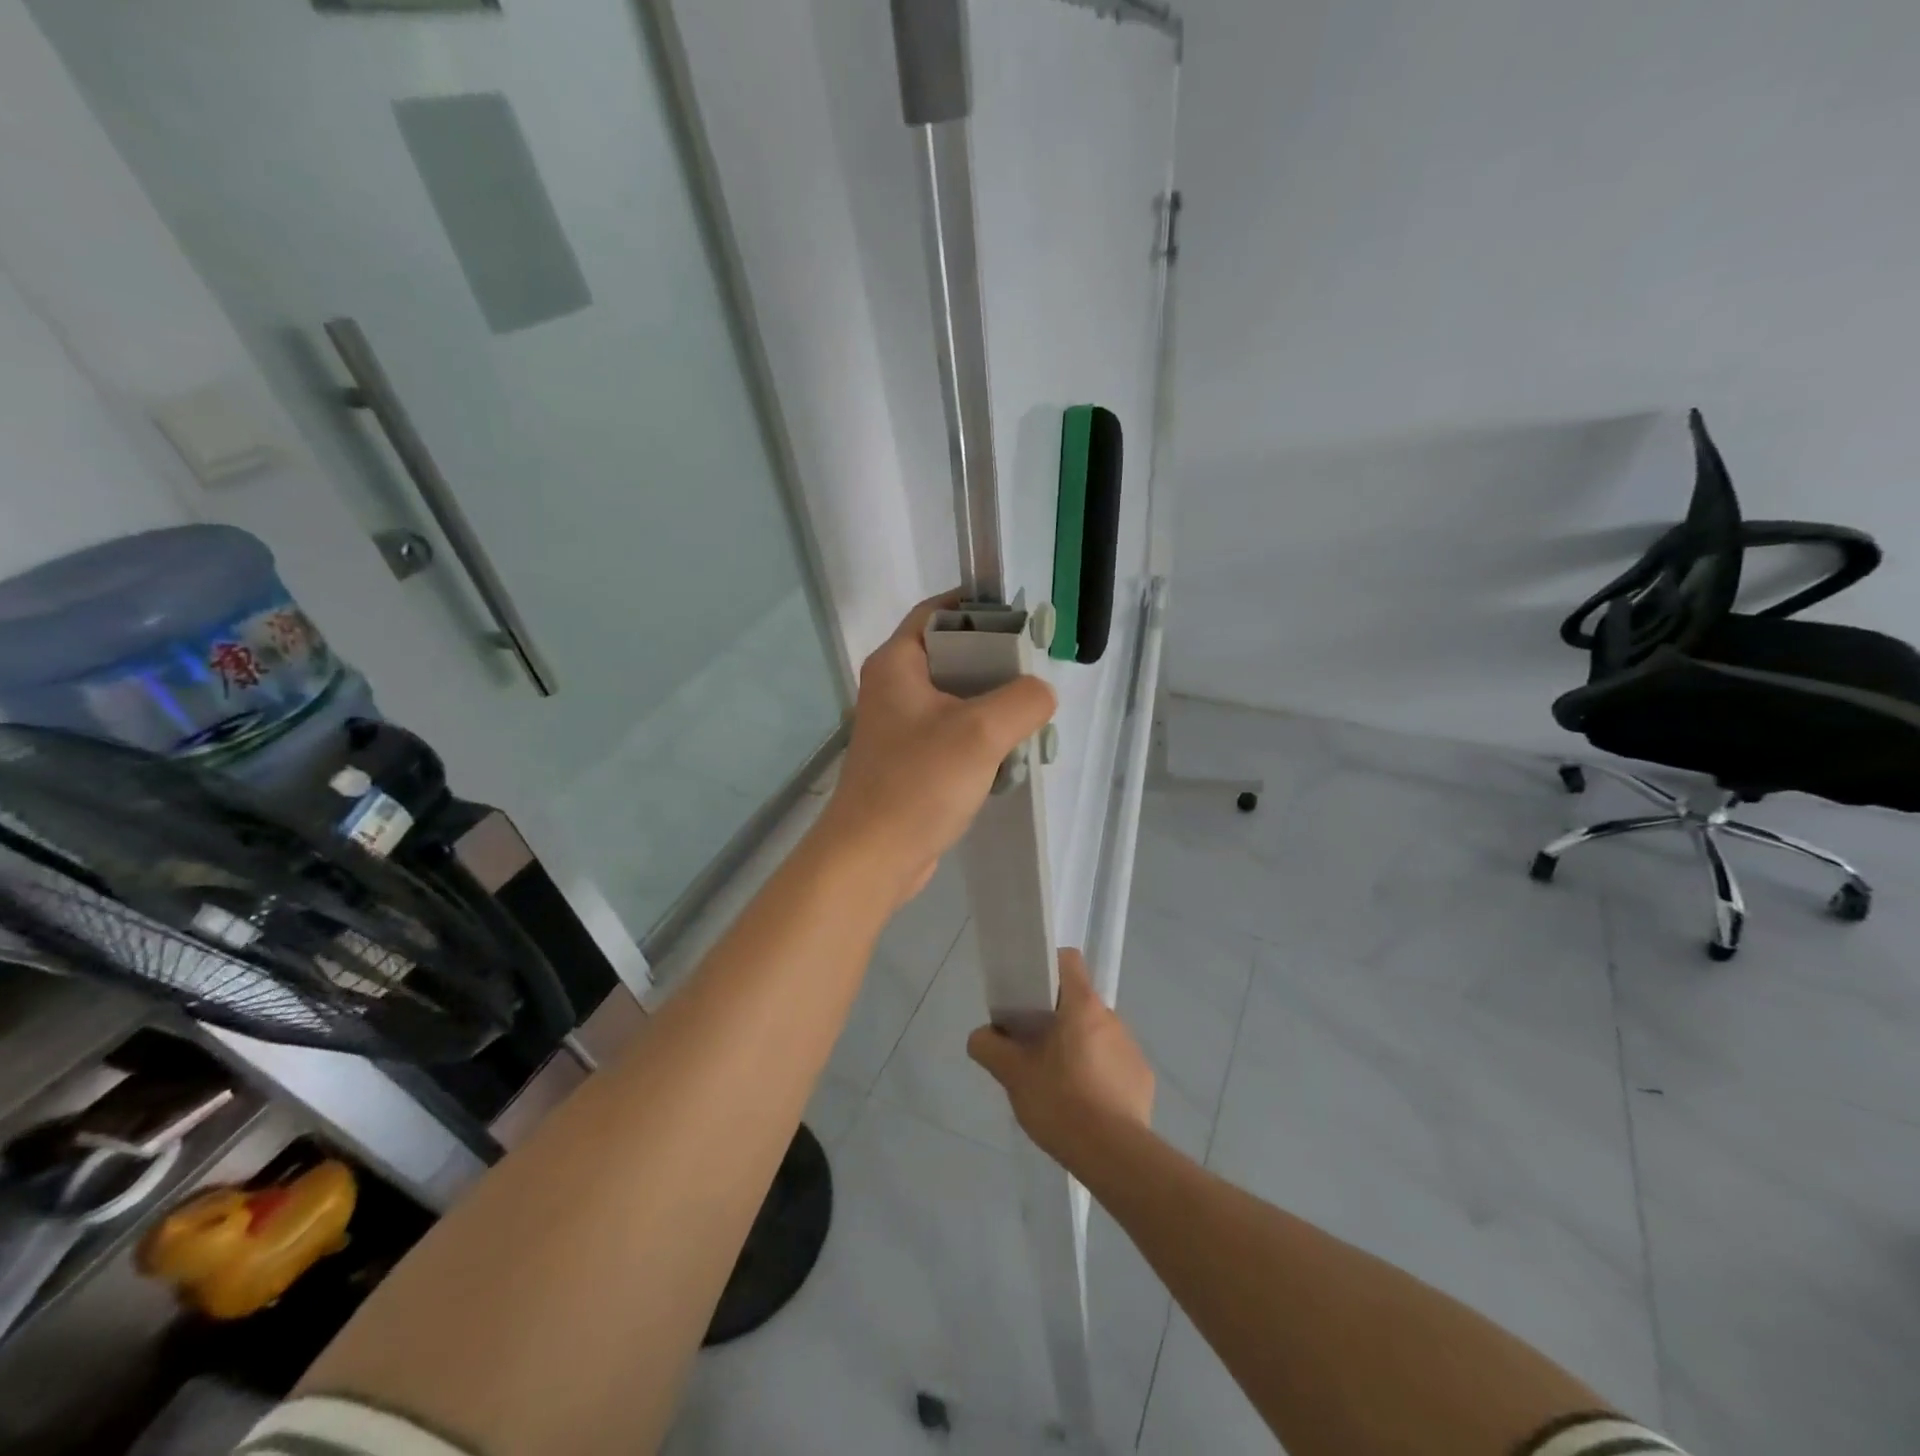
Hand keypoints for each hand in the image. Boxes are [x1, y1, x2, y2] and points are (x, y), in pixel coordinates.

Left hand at [817, 592, 1056, 908]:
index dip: (981, 609)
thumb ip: (1024, 699)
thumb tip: (1041, 693)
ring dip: (994, 708)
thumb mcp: (981, 732)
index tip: (1025, 622)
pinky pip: (954, 735)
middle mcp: (894, 687)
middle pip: (954, 655)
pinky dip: (982, 740)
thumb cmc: (918, 784)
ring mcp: (901, 727)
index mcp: (897, 664)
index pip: (939, 612)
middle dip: (998, 665)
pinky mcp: (911, 761)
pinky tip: (1009, 758)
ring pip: (958, 699)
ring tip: (1031, 722)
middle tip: (1036, 679)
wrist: (872, 858)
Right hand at [967, 949, 1154, 1166]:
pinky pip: (1115, 1063)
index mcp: (1082, 1006)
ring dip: (1079, 1047)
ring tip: (1058, 1082)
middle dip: (1057, 1018)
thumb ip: (990, 1047)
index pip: (1068, 961)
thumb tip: (981, 1036)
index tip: (1029, 993)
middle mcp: (1111, 1018)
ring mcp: (1131, 1048)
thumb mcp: (1013, 1074)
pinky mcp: (1142, 1078)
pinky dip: (1099, 1074)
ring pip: (1097, 1033)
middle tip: (1033, 1047)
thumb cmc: (1060, 1101)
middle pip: (1079, 1002)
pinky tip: (1085, 1105)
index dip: (1048, 968)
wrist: (1113, 1155)